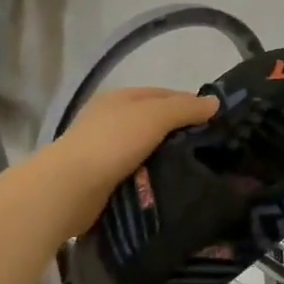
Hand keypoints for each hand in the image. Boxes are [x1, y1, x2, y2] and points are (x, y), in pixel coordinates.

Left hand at [39, 87, 216, 236]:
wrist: (68, 188)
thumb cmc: (112, 142)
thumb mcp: (154, 116)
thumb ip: (185, 108)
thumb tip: (214, 102)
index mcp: (120, 98)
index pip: (163, 94)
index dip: (189, 104)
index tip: (215, 122)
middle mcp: (109, 119)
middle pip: (154, 122)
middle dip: (179, 133)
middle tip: (209, 150)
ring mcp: (103, 150)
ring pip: (145, 149)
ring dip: (165, 158)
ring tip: (195, 170)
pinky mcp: (100, 179)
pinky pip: (134, 173)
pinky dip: (150, 177)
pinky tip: (169, 186)